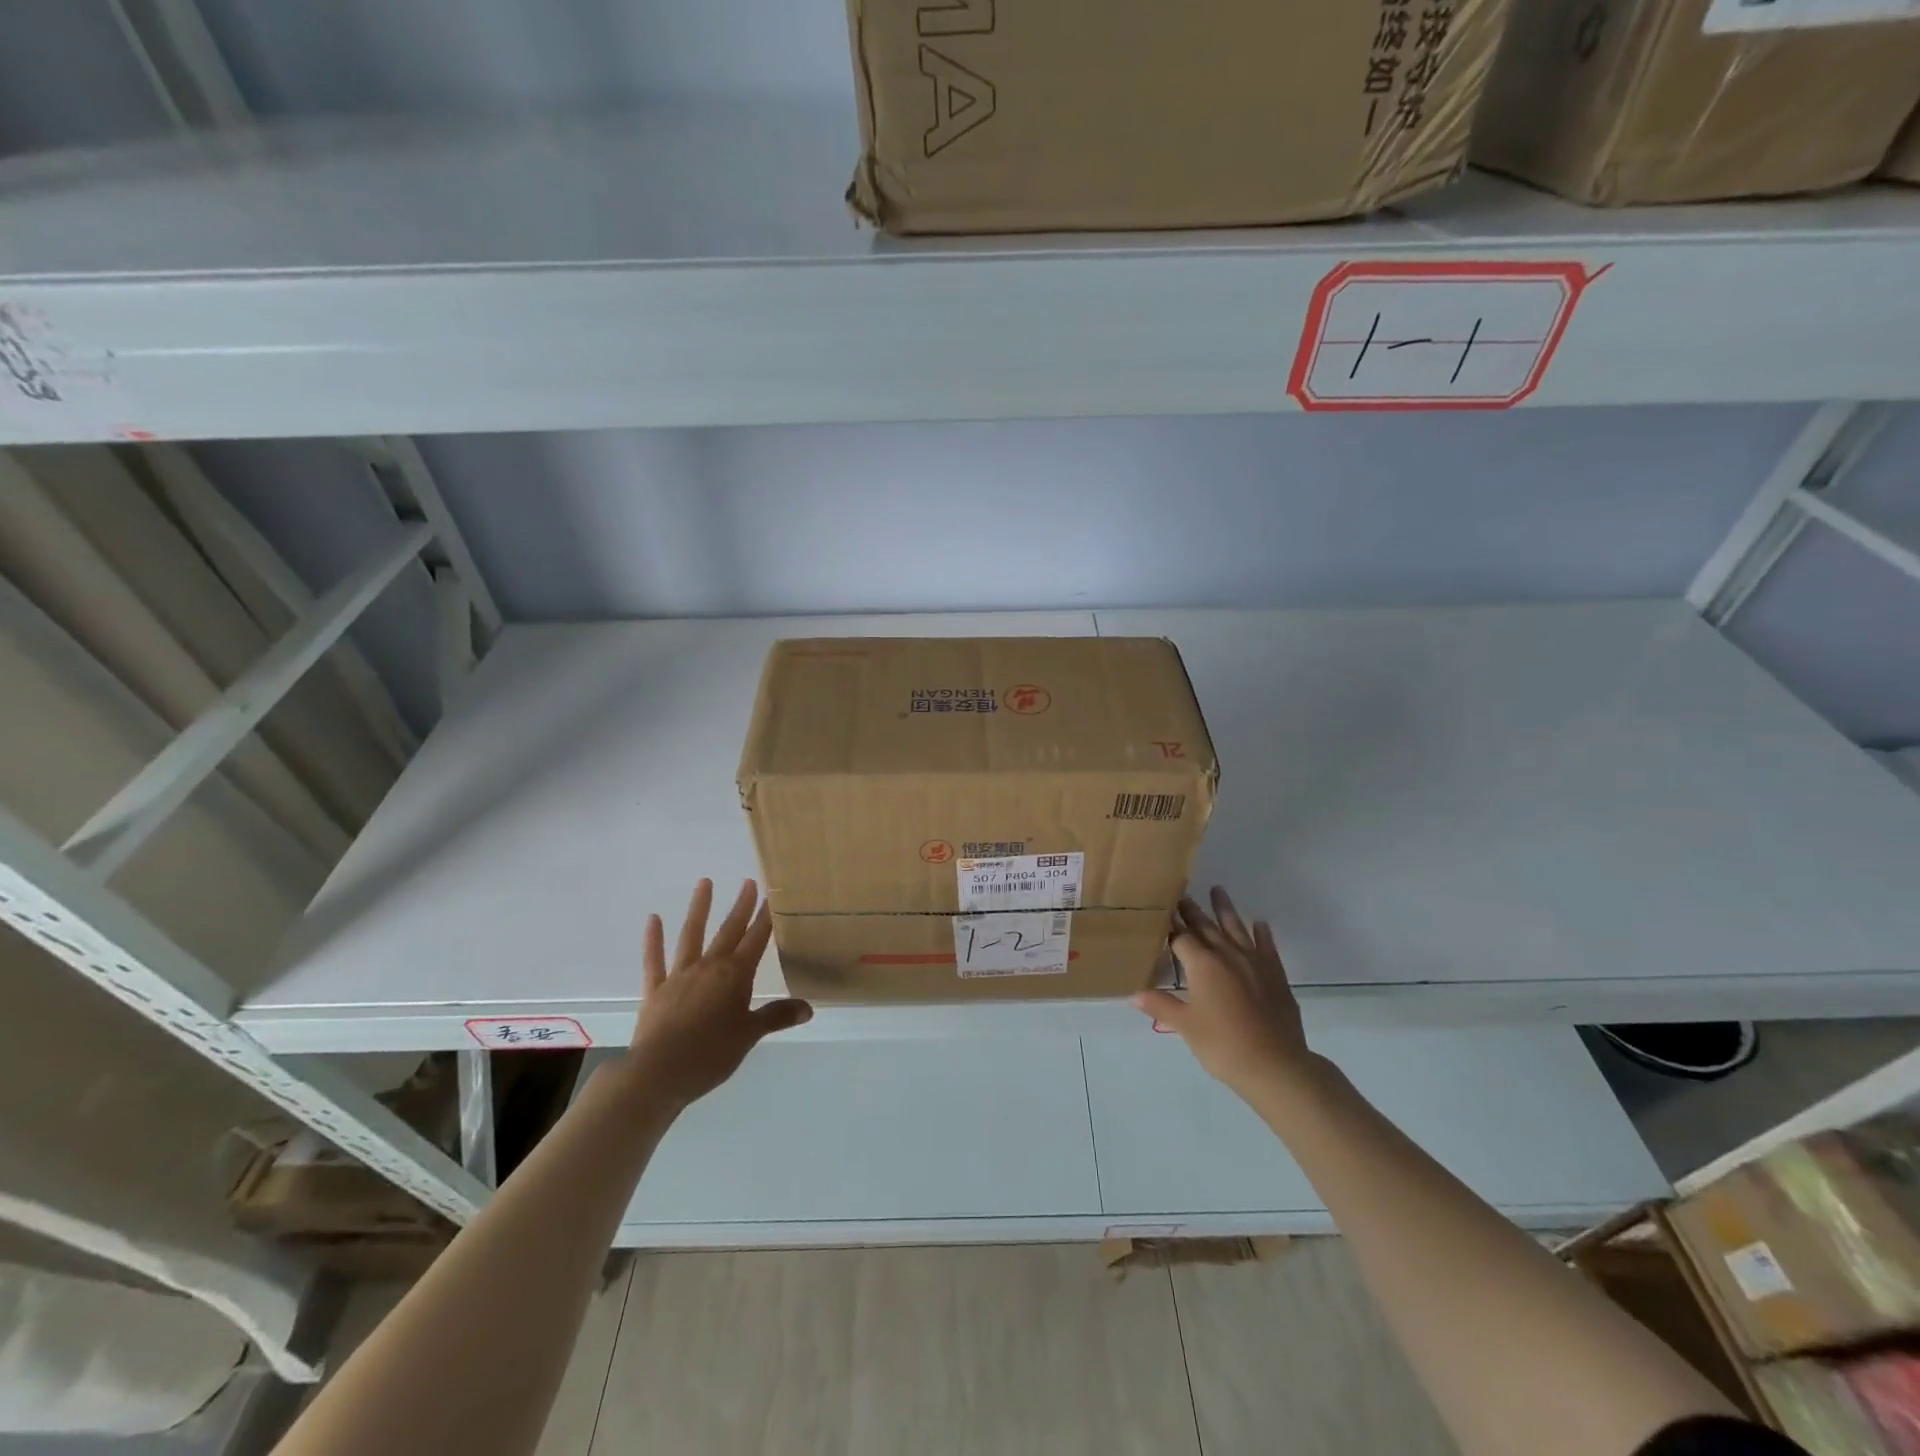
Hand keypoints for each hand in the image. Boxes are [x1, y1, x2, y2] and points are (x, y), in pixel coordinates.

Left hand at [623, 878, 811, 1109]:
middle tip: (749, 882)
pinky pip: (655, 960)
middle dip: (741, 907)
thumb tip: (808, 1008)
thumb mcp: (750, 1036)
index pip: (756, 940)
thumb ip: (777, 1017)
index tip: (772, 897)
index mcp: (735, 976)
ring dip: (699, 909)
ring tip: (705, 882)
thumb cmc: (711, 1055)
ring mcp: (680, 976)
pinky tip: (653, 919)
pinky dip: (653, 940)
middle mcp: (709, 967)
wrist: (659, 1073)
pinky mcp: (656, 990)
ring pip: (692, 935)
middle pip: (729, 931)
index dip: (765, 919)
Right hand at [1134, 887, 1315, 1098]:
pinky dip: (1262, 934)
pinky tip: (1259, 924)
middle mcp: (1228, 955)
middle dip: (1192, 911)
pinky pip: (1267, 947)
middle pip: (1206, 927)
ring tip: (1218, 890)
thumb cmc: (1223, 1045)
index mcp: (1203, 964)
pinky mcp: (1275, 975)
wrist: (1276, 1065)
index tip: (1161, 909)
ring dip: (1225, 909)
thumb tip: (1134, 994)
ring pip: (1236, 928)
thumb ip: (1161, 1005)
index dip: (1169, 925)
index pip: (1181, 937)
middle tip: (1182, 894)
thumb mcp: (1186, 1027)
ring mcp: (1254, 962)